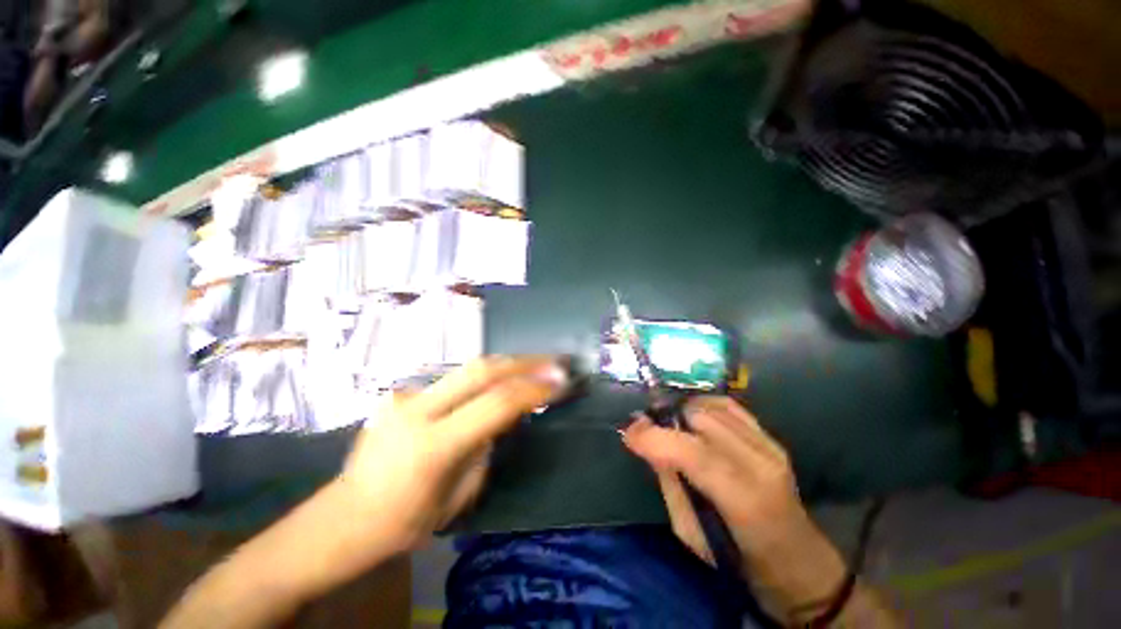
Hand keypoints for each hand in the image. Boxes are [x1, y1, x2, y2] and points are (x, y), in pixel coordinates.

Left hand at [338, 356, 566, 552]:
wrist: (344, 517)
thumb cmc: (406, 521)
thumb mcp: (460, 494)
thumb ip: (487, 446)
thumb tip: (511, 413)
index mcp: (434, 445)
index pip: (497, 403)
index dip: (534, 388)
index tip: (562, 382)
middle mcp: (417, 410)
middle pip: (482, 370)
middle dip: (524, 361)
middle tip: (553, 360)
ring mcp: (405, 396)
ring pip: (468, 368)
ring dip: (506, 364)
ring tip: (533, 364)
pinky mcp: (401, 392)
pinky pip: (452, 379)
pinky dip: (482, 377)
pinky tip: (497, 380)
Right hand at [623, 396, 848, 616]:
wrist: (797, 559)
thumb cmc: (739, 559)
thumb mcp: (691, 534)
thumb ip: (669, 482)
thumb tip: (647, 443)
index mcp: (744, 499)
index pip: (693, 453)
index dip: (654, 437)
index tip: (628, 434)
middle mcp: (760, 462)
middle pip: (699, 420)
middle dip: (665, 421)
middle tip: (648, 432)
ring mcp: (769, 444)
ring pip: (710, 407)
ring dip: (681, 413)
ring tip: (671, 429)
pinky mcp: (770, 436)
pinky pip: (727, 405)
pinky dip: (701, 406)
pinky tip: (693, 420)